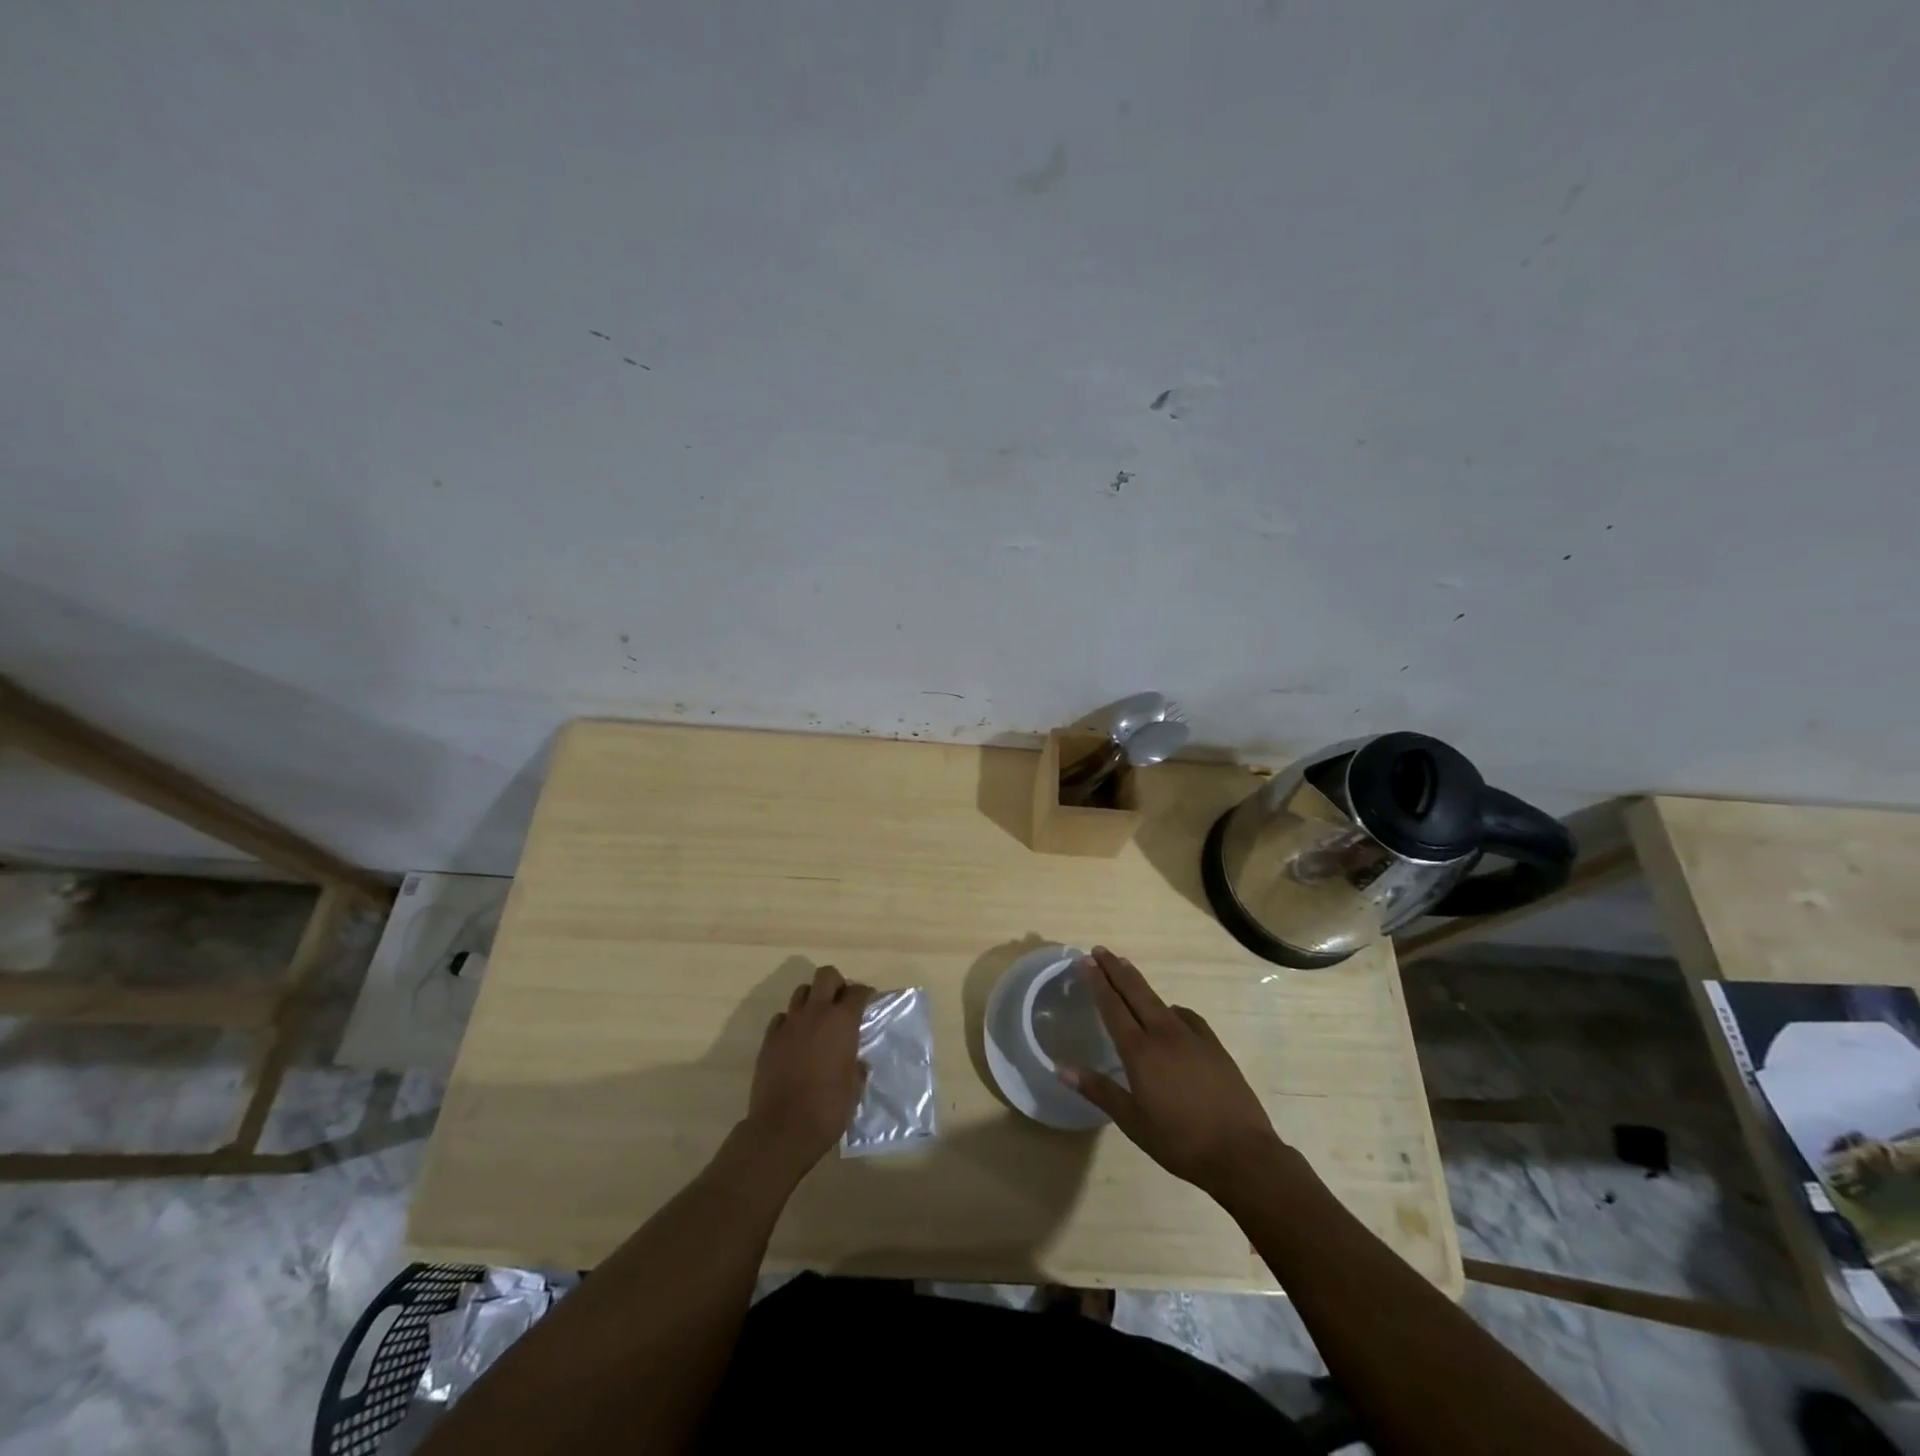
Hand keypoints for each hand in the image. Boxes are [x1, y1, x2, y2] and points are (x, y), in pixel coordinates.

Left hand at [743, 964, 872, 1177]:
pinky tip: (795, 1039)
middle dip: (836, 983)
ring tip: (818, 1019)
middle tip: (841, 1002)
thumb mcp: (854, 1088)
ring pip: (801, 992)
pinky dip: (791, 1022)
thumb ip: (856, 1067)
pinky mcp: (769, 1039)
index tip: (868, 1002)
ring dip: (812, 999)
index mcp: (842, 1022)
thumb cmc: (827, 1109)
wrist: (782, 1130)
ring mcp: (789, 1024)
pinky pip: (781, 1018)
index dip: (865, 994)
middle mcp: (815, 1014)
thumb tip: (857, 1061)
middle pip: (826, 976)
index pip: (857, 992)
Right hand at [1058, 946, 1284, 1198]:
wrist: (1242, 1153)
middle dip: (1115, 968)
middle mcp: (1164, 1034)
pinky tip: (1170, 1015)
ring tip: (1127, 972)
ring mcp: (1192, 1036)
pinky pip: (1185, 1016)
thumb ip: (1098, 1090)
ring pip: (1159, 1000)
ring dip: (1139, 984)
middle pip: (1135, 991)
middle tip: (1100, 950)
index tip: (1086, 960)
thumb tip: (1061, 1069)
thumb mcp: (1132, 1122)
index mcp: (1140, 1051)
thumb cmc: (1180, 1142)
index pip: (1112, 1006)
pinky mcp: (1213, 1045)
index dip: (1098, 981)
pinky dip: (1170, 1009)